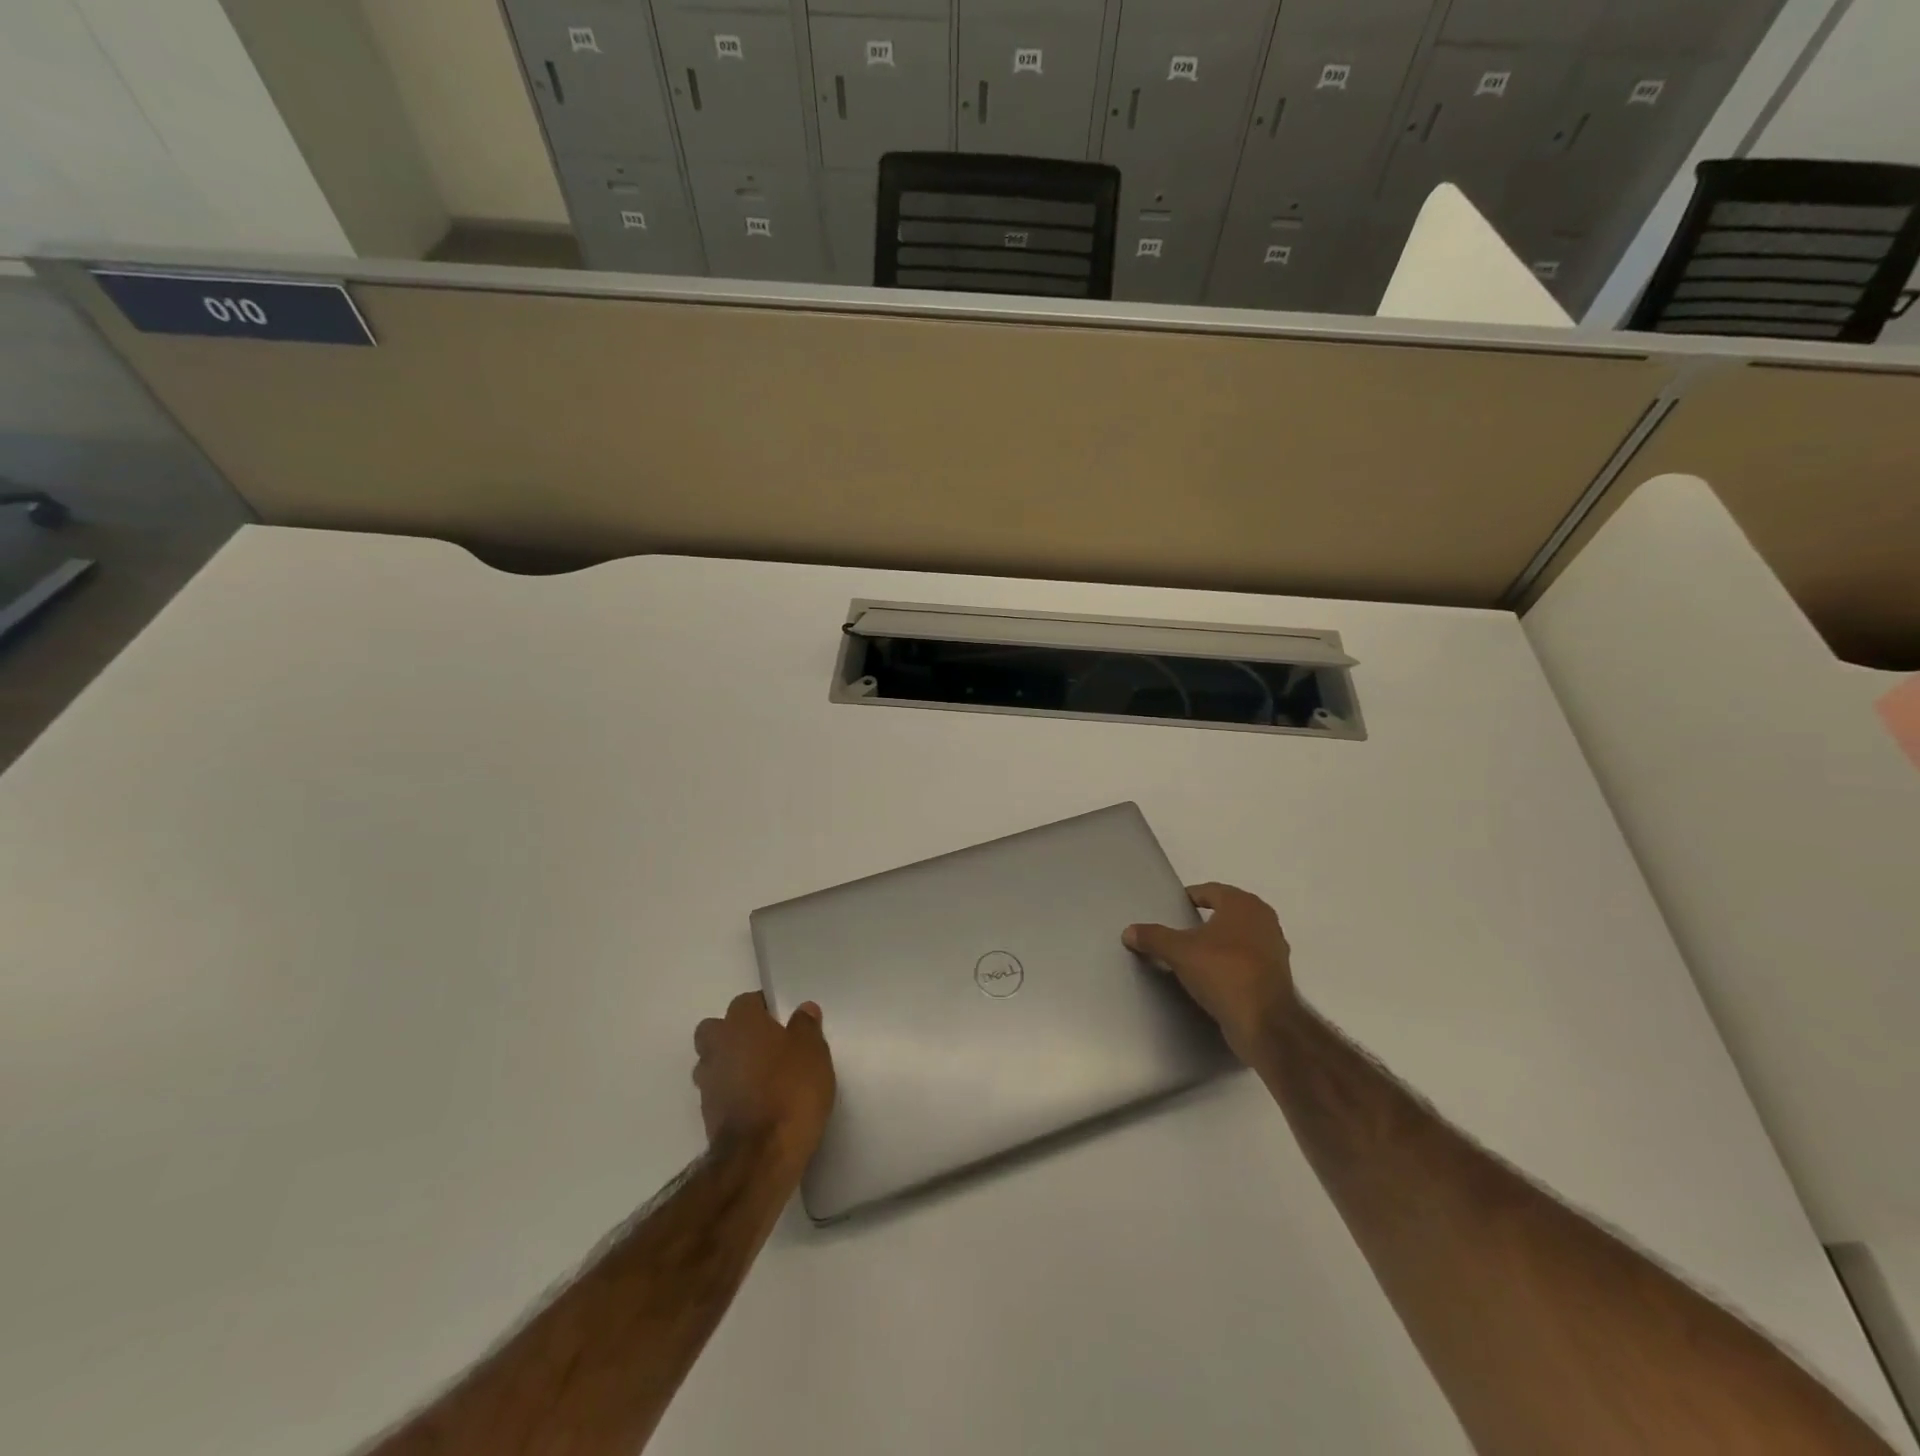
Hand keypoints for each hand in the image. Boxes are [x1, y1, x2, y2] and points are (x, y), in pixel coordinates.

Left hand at [693, 992, 835, 1169]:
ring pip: (712, 1062)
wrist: (761, 1155)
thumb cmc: (791, 1090)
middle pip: (715, 1030)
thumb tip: (803, 1010)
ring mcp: (708, 1084)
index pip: (745, 1002)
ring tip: (760, 1077)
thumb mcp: (813, 1052)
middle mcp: (717, 1047)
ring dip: (729, 1065)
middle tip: (764, 1045)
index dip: (763, 1008)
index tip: (782, 1020)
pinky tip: (756, 1103)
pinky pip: (718, 1092)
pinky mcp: (707, 1116)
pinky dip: (731, 1093)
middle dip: (733, 1033)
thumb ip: (806, 1027)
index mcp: (741, 1024)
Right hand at [1125, 883, 1297, 1062]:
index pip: (1211, 890)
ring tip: (1194, 954)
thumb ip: (1153, 937)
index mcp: (1243, 904)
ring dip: (1220, 942)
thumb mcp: (1179, 952)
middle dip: (1206, 919)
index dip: (1190, 897)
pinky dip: (1231, 962)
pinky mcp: (1277, 975)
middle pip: (1227, 912)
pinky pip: (1247, 959)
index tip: (1174, 908)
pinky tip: (1213, 976)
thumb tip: (1128, 931)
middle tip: (1181, 930)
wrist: (1265, 1023)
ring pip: (1239, 936)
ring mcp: (1275, 948)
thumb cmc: (1223, 972)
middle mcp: (1264, 919)